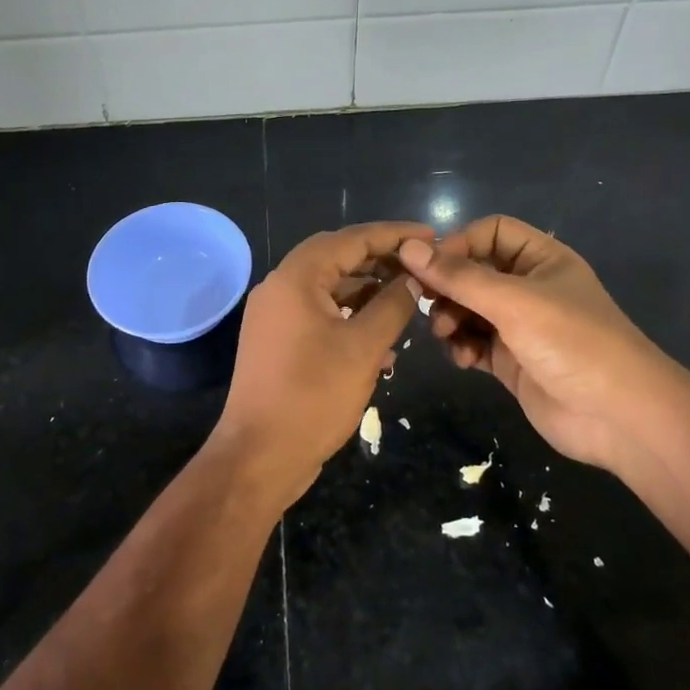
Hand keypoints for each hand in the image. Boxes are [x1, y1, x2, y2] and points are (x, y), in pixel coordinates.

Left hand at [212, 222, 433, 511]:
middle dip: (379, 260)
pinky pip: (317, 314)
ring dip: (366, 291)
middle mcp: (279, 287)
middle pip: (336, 258)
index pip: (350, 239)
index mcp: (295, 278)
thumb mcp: (364, 348)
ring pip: (327, 288)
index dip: (393, 234)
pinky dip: (348, 317)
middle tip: (420, 265)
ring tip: (407, 300)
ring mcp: (274, 315)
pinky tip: (380, 339)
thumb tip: (412, 280)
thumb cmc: (313, 396)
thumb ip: (392, 306)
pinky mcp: (276, 341)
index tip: (430, 235)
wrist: (259, 455)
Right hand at [399, 216, 679, 468]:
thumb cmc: (572, 343)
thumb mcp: (513, 302)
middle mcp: (529, 287)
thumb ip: (458, 276)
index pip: (490, 231)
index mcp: (542, 259)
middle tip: (425, 302)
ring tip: (445, 333)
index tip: (431, 266)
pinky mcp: (511, 362)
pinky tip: (463, 359)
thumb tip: (407, 248)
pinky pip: (474, 343)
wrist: (620, 418)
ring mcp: (520, 327)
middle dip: (447, 286)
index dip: (458, 243)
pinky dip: (461, 347)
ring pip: (468, 309)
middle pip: (473, 271)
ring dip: (450, 317)